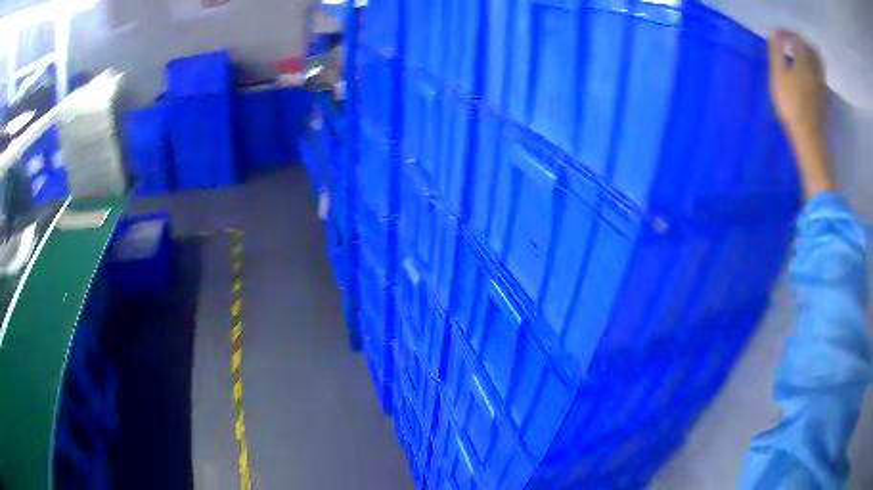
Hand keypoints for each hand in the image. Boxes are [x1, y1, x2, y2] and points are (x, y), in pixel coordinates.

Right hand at [768, 30, 833, 198]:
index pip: (796, 38)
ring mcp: (823, 86)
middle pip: (810, 48)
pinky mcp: (826, 99)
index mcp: (804, 61)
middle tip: (790, 43)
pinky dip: (815, 69)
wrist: (810, 141)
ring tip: (800, 57)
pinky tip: (809, 74)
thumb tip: (775, 35)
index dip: (786, 33)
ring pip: (818, 62)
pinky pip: (821, 76)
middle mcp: (816, 70)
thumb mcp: (778, 77)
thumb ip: (777, 53)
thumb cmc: (791, 108)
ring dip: (809, 55)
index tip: (776, 36)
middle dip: (800, 42)